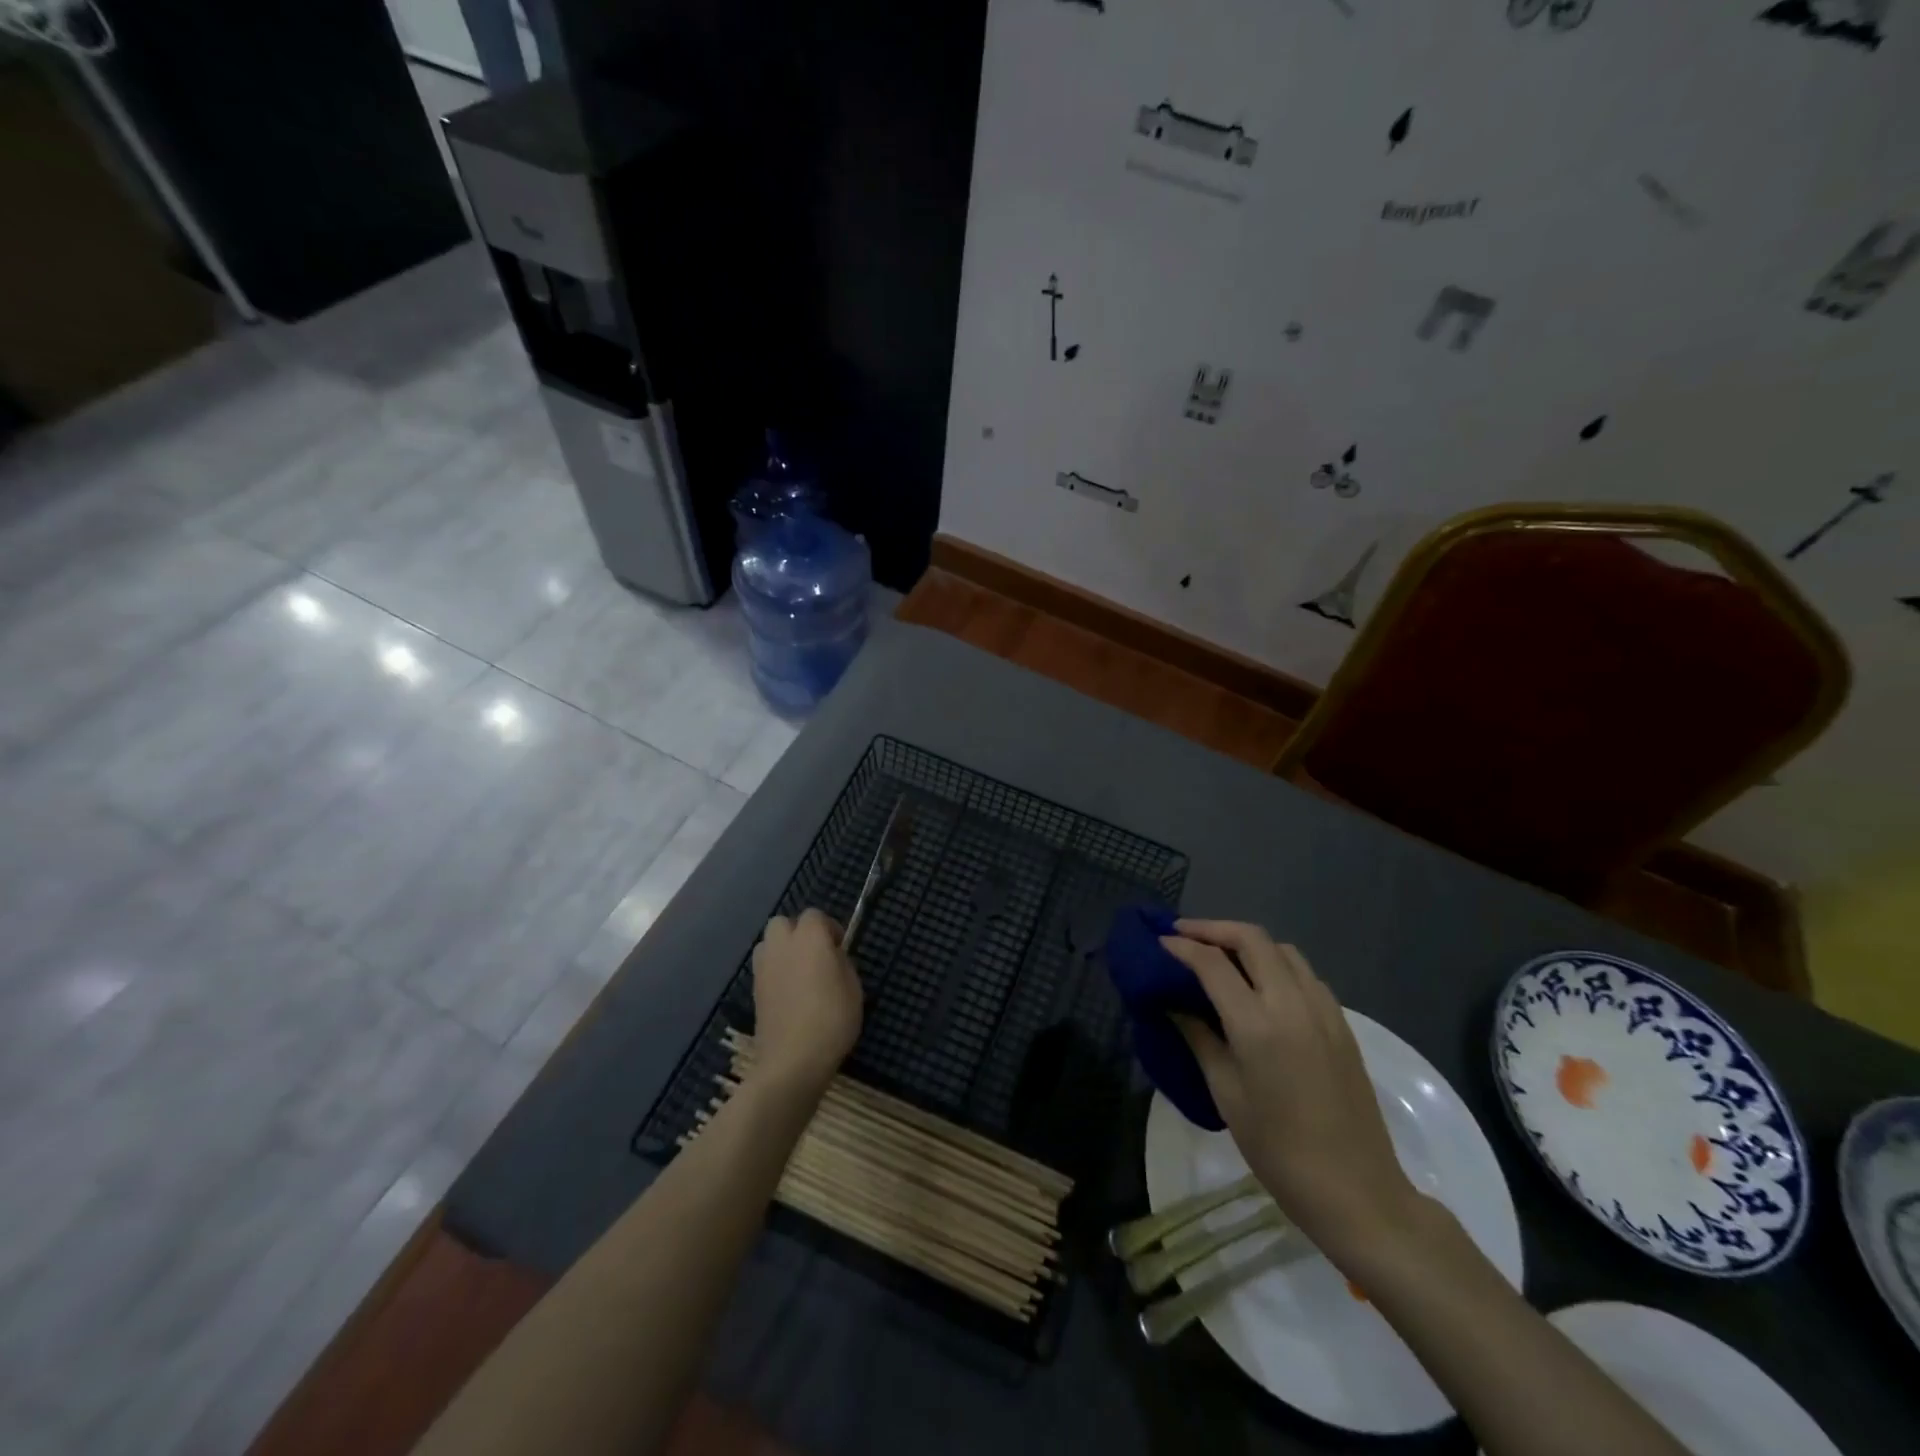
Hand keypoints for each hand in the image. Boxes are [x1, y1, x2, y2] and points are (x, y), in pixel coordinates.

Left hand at [749, 909, 862, 1095]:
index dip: (829, 928)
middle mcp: (782, 945)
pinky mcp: (754, 990)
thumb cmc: (832, 1019)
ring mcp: (763, 968)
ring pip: (769, 943)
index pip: (815, 915)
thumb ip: (841, 962)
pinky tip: (790, 994)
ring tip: (800, 973)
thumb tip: (831, 956)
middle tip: (816, 955)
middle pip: (783, 923)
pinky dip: (775, 972)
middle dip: (798, 932)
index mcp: (810, 937)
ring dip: (782, 950)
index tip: (840, 948)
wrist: (793, 1060)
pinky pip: (765, 968)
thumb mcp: (853, 987)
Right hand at [1162, 919, 1420, 1258]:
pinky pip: (1306, 974)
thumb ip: (1199, 1038)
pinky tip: (1262, 985)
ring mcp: (1323, 1010)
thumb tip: (1173, 1004)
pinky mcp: (1342, 1024)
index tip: (1159, 942)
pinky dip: (1277, 964)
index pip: (1212, 963)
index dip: (1182, 946)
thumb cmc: (1278, 1150)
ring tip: (1220, 955)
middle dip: (1214, 929)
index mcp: (1257, 1025)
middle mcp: (1293, 1004)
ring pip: (1283, 949)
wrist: (1356, 1191)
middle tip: (1184, 935)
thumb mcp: (1226, 1094)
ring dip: (1248, 942)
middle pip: (1252, 938)